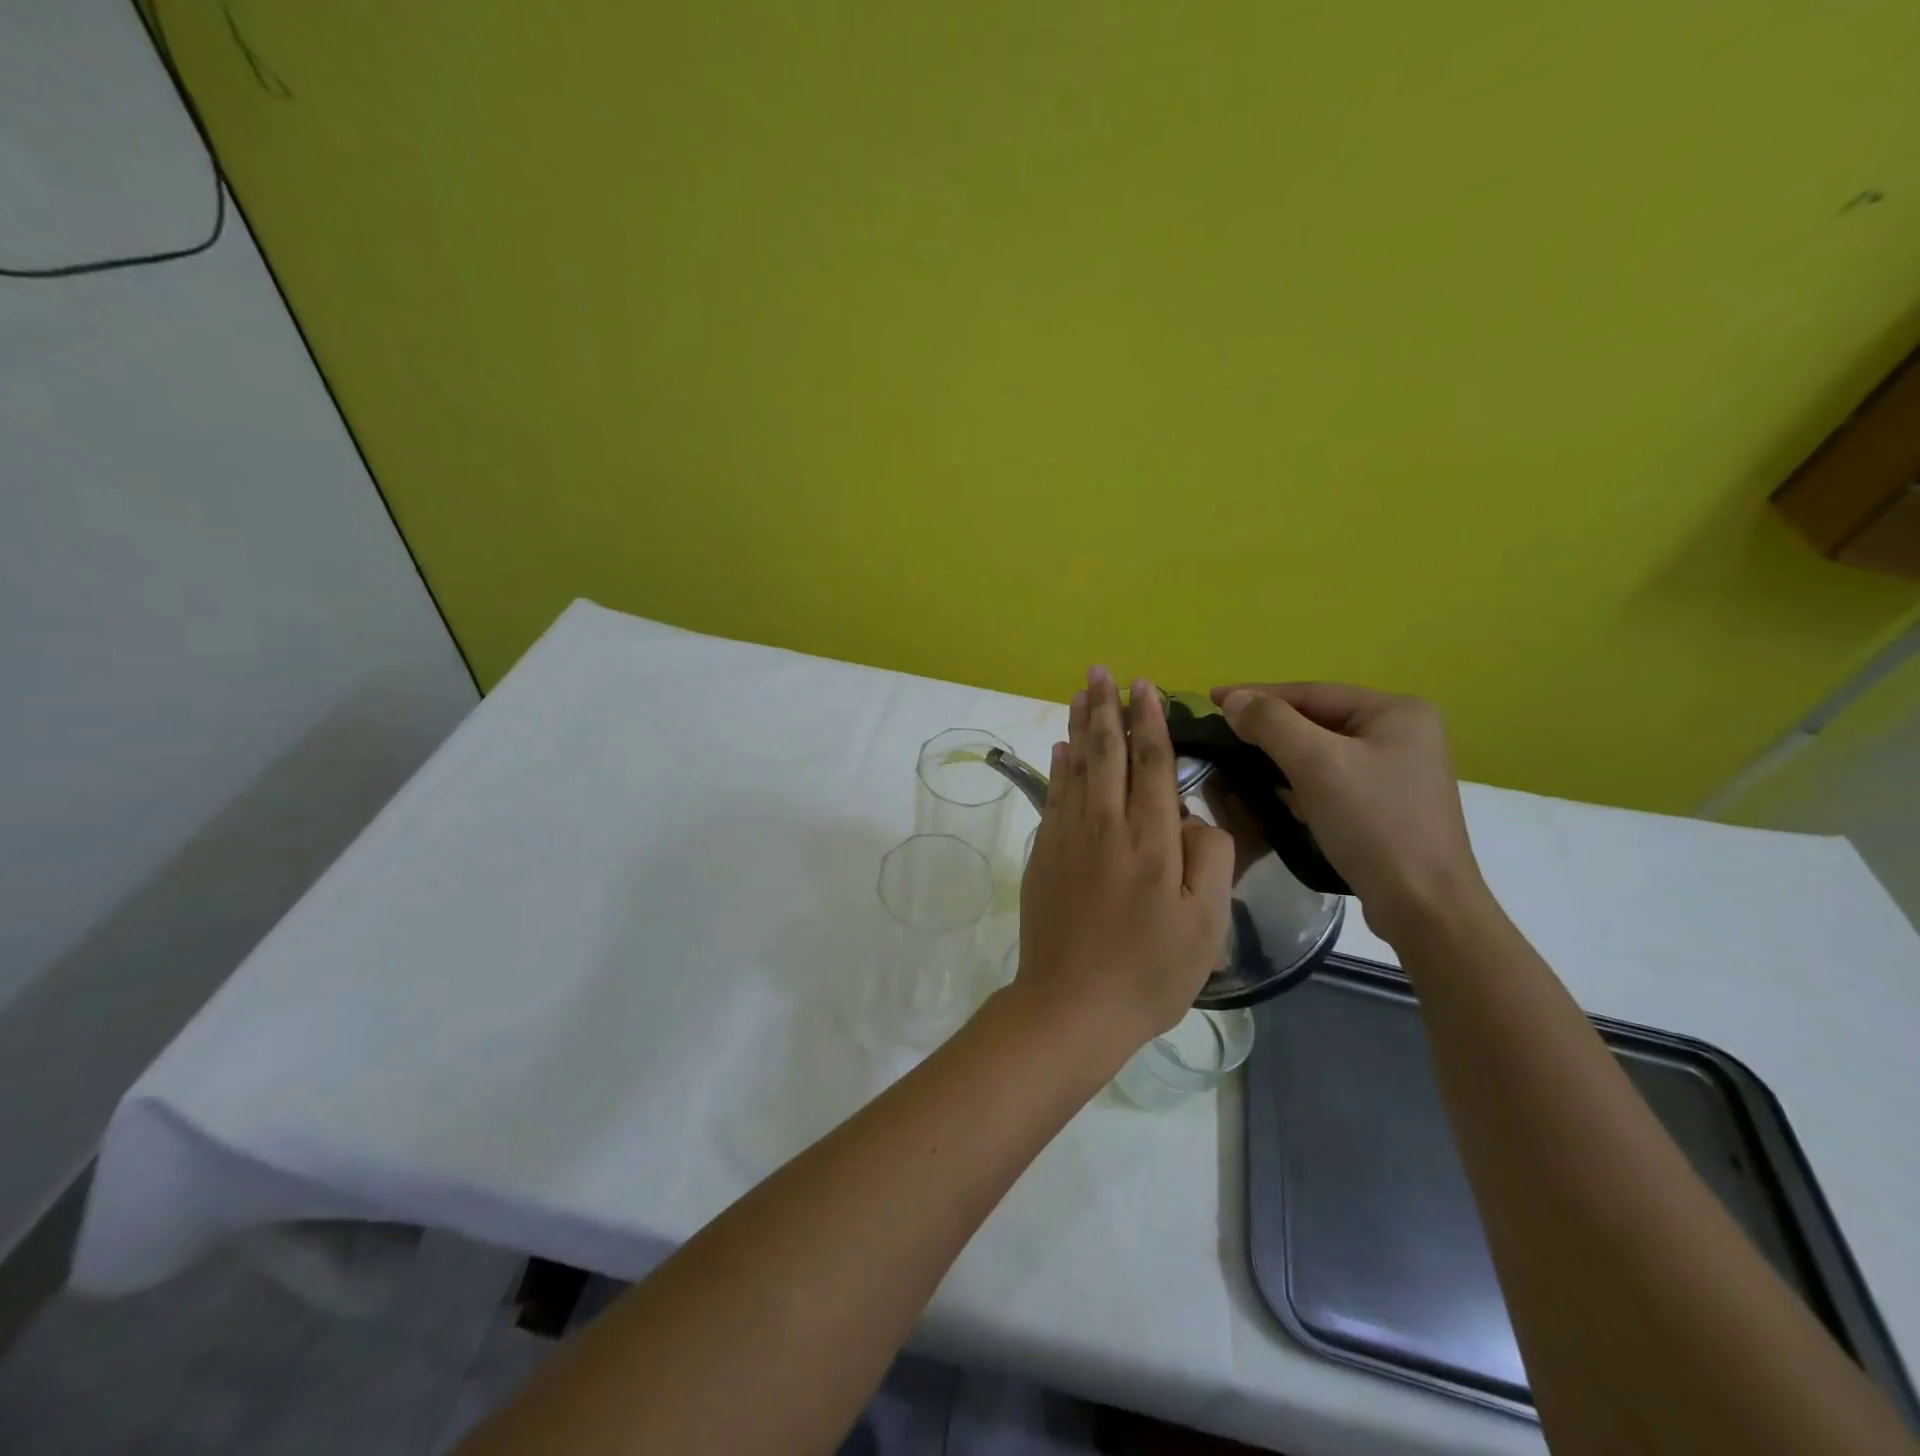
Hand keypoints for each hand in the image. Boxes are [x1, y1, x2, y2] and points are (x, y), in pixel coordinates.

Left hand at [1016, 668, 1234, 1055]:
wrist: (1070, 1005)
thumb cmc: (1149, 971)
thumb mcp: (1206, 924)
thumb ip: (1209, 858)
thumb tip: (1190, 815)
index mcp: (1150, 839)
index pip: (1150, 763)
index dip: (1150, 721)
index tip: (1145, 686)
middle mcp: (1104, 825)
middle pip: (1106, 753)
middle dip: (1107, 709)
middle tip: (1101, 672)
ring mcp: (1067, 837)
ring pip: (1075, 767)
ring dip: (1080, 727)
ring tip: (1082, 695)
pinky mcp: (1043, 854)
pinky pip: (1053, 795)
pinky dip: (1057, 767)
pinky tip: (1060, 749)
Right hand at [1211, 683, 1488, 945]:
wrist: (1423, 906)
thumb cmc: (1373, 824)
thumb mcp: (1316, 764)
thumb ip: (1271, 723)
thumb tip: (1233, 700)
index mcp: (1397, 711)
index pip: (1312, 692)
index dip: (1257, 695)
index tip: (1211, 699)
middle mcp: (1402, 733)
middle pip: (1317, 720)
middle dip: (1268, 729)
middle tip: (1219, 734)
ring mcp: (1396, 771)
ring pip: (1321, 752)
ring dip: (1280, 757)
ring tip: (1236, 761)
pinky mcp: (1386, 804)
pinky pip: (1331, 779)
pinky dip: (1299, 782)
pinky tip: (1273, 794)